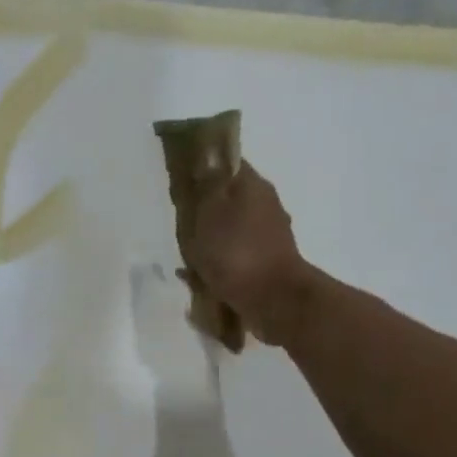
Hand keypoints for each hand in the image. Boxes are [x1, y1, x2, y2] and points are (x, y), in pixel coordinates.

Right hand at [184, 162, 310, 346]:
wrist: (273, 299)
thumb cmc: (236, 252)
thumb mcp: (210, 213)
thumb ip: (207, 185)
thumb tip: (207, 158)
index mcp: (252, 185)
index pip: (228, 163)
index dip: (205, 169)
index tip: (185, 183)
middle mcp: (265, 204)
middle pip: (229, 198)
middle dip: (206, 210)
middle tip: (183, 226)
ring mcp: (269, 235)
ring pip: (232, 228)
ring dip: (212, 239)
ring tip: (188, 258)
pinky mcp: (268, 262)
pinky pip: (236, 255)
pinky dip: (220, 262)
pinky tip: (203, 278)